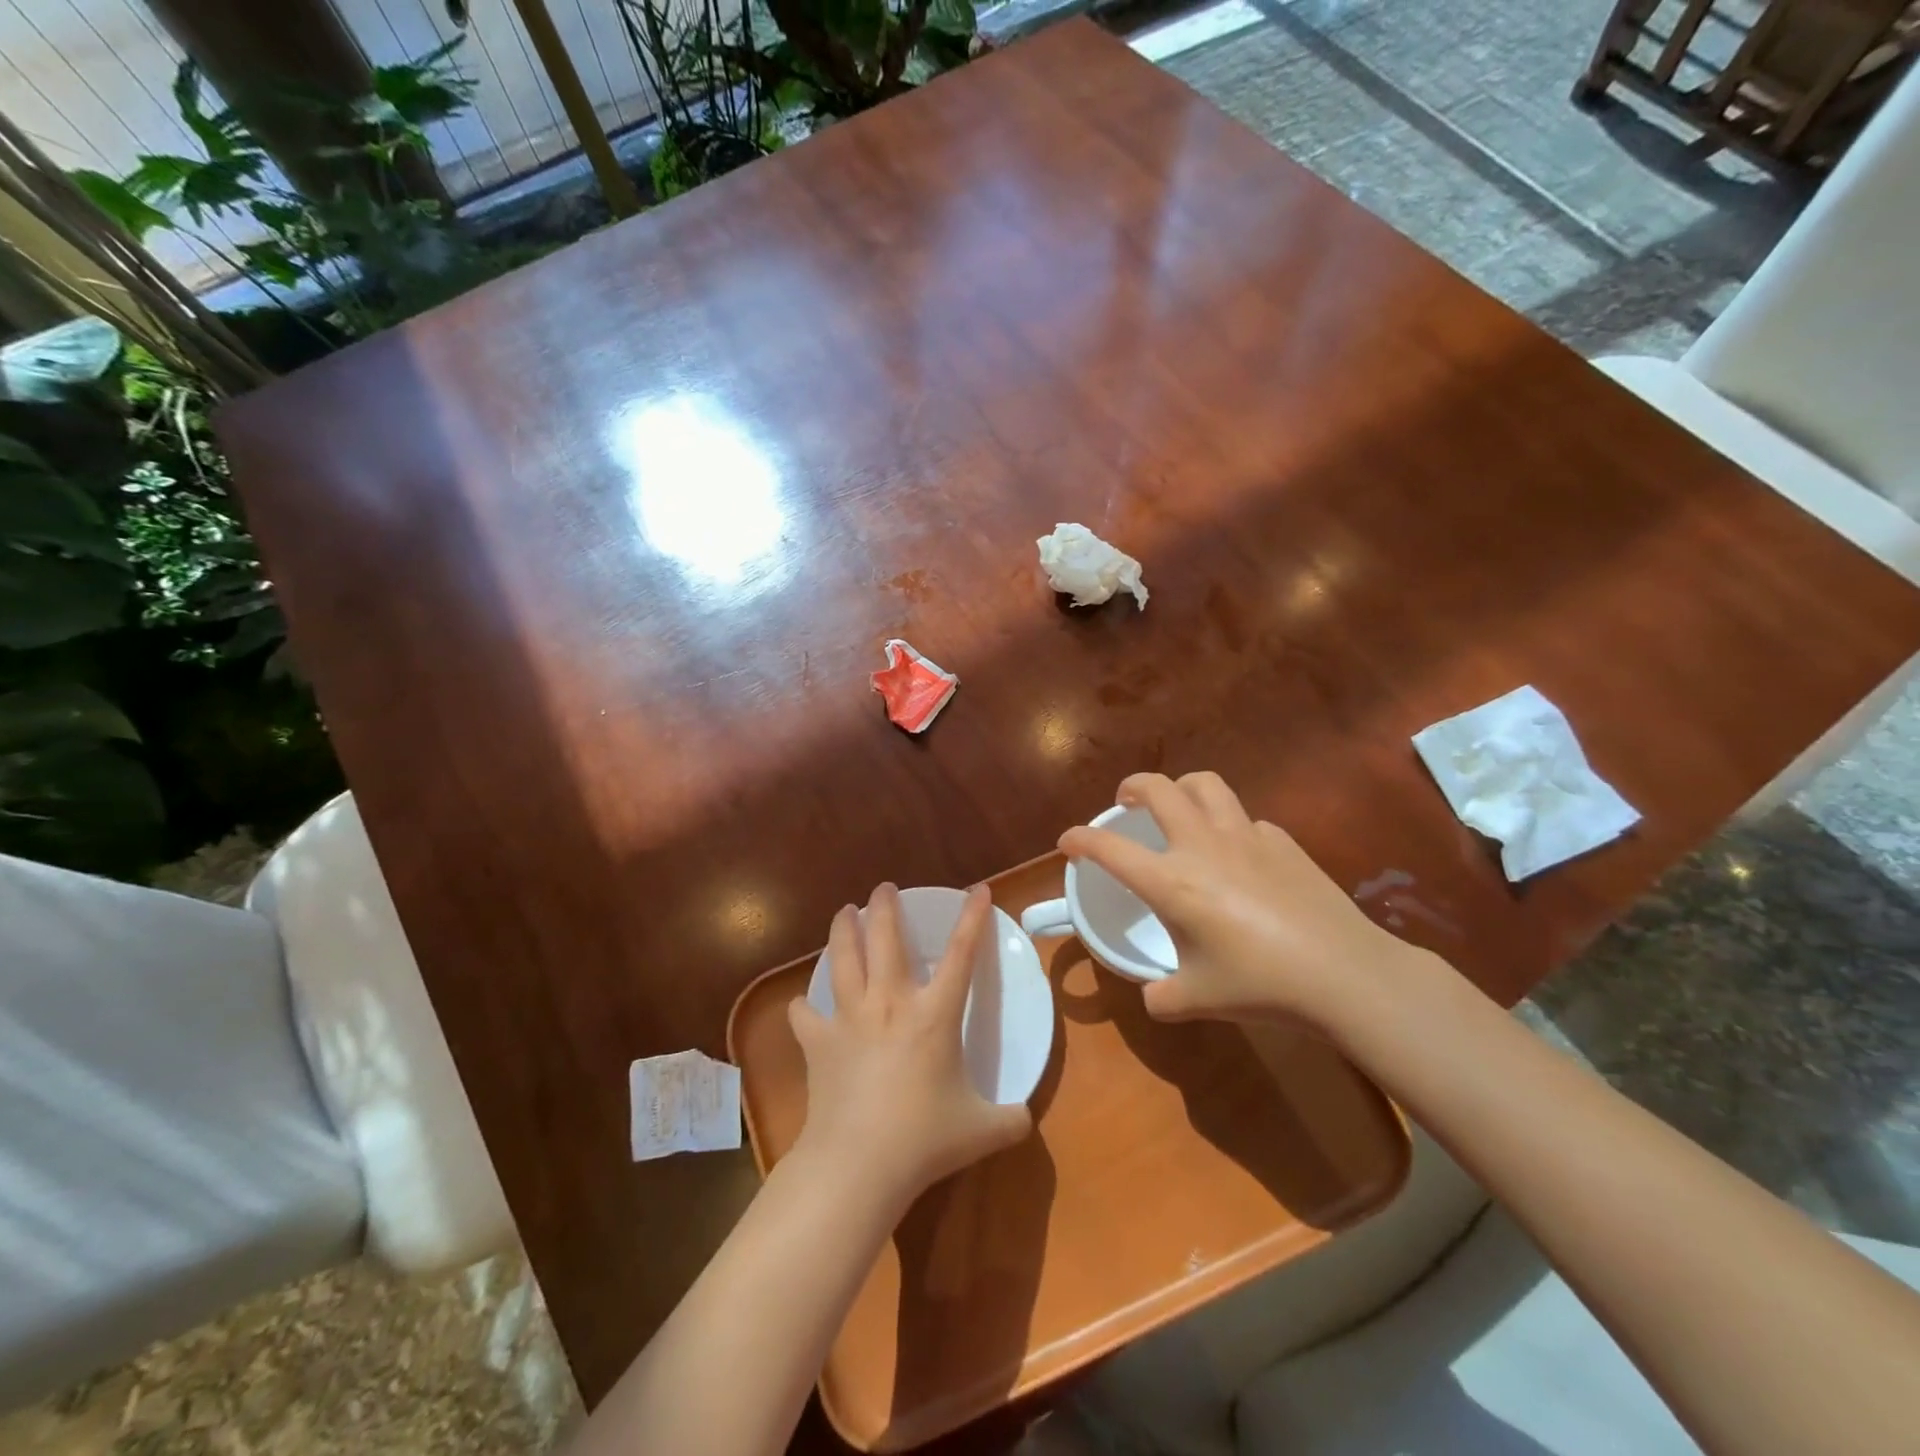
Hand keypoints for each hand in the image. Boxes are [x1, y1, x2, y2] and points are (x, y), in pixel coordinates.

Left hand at [788, 884, 1031, 1210]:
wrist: (859, 1163)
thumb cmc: (924, 1139)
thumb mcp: (982, 1130)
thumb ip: (1011, 1119)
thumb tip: (1026, 1120)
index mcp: (934, 1014)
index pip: (961, 954)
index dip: (972, 918)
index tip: (978, 889)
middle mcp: (890, 1003)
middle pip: (885, 938)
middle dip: (885, 906)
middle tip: (884, 888)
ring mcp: (850, 1018)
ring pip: (843, 959)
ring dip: (842, 930)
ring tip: (843, 912)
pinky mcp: (818, 1043)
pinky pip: (806, 1015)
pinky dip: (804, 1006)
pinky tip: (803, 1004)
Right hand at [1058, 772, 1433, 1031]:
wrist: (1342, 973)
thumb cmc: (1260, 985)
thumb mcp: (1197, 999)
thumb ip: (1162, 996)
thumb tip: (1152, 996)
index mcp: (1170, 881)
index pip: (1108, 848)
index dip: (1080, 839)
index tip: (1067, 841)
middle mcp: (1201, 846)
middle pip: (1158, 788)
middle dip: (1132, 786)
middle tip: (1126, 801)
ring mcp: (1245, 836)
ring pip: (1205, 785)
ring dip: (1181, 788)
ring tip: (1178, 805)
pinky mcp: (1282, 841)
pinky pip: (1246, 818)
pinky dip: (1229, 824)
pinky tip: (1238, 852)